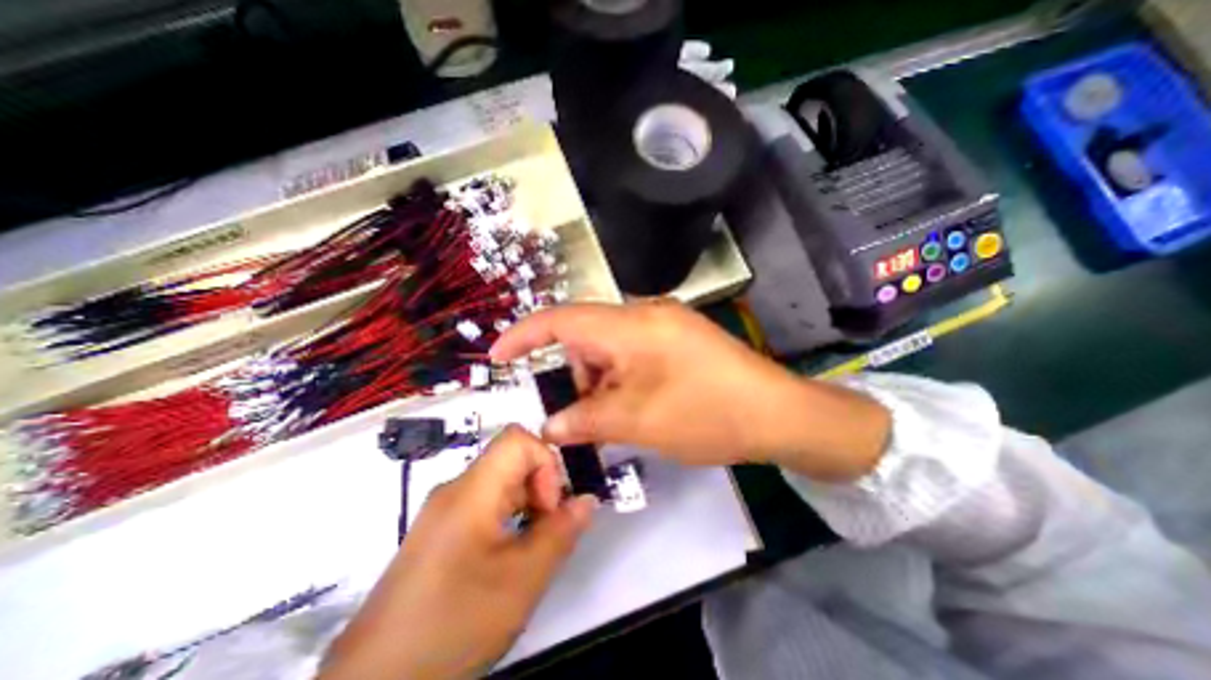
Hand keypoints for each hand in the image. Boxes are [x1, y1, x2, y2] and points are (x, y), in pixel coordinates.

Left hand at [313, 427, 595, 675]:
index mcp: (472, 490)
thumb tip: (587, 499)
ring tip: (531, 548)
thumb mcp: (522, 580)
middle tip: (548, 531)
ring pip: (502, 483)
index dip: (545, 461)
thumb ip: (561, 532)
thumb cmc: (454, 623)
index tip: (550, 506)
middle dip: (541, 487)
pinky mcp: (442, 529)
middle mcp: (457, 489)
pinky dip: (510, 518)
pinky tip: (509, 556)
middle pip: (511, 460)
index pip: (518, 439)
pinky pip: (487, 504)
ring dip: (528, 505)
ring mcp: (446, 509)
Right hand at [489, 301, 887, 483]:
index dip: (524, 335)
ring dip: (601, 382)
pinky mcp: (678, 339)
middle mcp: (645, 314)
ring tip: (618, 417)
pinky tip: (636, 406)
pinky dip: (622, 378)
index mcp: (630, 324)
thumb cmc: (706, 412)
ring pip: (610, 349)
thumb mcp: (637, 421)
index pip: (561, 320)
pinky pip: (633, 353)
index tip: (497, 357)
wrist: (778, 413)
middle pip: (587, 338)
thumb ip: (585, 420)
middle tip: (583, 416)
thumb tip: (549, 426)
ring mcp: (665, 325)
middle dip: (575, 376)